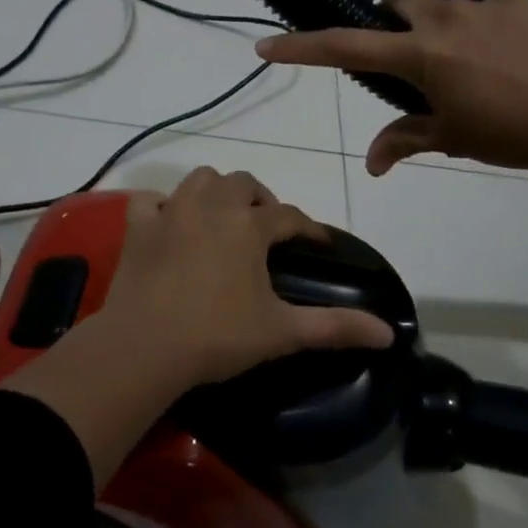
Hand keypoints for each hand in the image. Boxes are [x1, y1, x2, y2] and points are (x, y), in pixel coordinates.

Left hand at [100, 168, 394, 390]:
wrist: (144, 348)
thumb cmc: (217, 336)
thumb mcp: (282, 332)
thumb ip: (336, 327)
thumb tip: (389, 333)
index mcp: (249, 226)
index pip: (290, 216)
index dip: (309, 228)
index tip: (320, 244)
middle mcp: (212, 205)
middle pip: (244, 184)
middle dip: (262, 200)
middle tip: (268, 228)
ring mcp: (171, 211)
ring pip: (201, 179)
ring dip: (217, 191)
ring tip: (224, 217)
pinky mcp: (138, 226)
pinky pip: (151, 199)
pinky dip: (163, 205)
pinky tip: (171, 222)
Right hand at [255, 0, 527, 175]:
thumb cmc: (506, 133)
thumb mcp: (450, 139)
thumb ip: (404, 142)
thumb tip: (371, 166)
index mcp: (417, 54)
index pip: (345, 48)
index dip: (302, 48)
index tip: (267, 46)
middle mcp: (440, 19)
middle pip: (396, 2)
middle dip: (394, 24)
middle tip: (413, 57)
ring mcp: (480, 3)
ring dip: (438, 17)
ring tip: (466, 48)